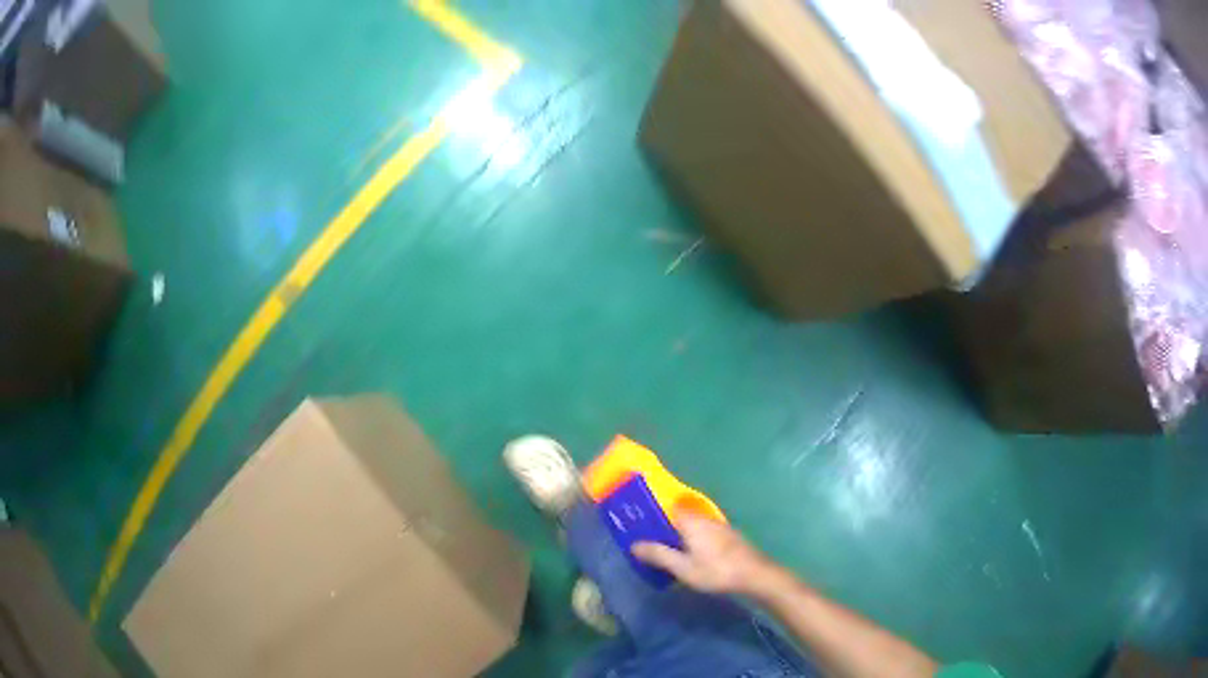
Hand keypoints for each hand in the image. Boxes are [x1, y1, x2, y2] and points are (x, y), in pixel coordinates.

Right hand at [631, 514, 773, 594]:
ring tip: (668, 549)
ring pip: (693, 524)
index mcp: (692, 521)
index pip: (668, 507)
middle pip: (680, 515)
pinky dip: (694, 539)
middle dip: (666, 525)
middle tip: (650, 540)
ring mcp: (719, 526)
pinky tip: (692, 554)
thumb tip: (634, 544)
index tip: (640, 523)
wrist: (755, 575)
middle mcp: (705, 518)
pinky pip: (704, 532)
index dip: (654, 513)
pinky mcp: (728, 536)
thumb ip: (659, 555)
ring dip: (680, 533)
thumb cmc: (716, 570)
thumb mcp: (683, 567)